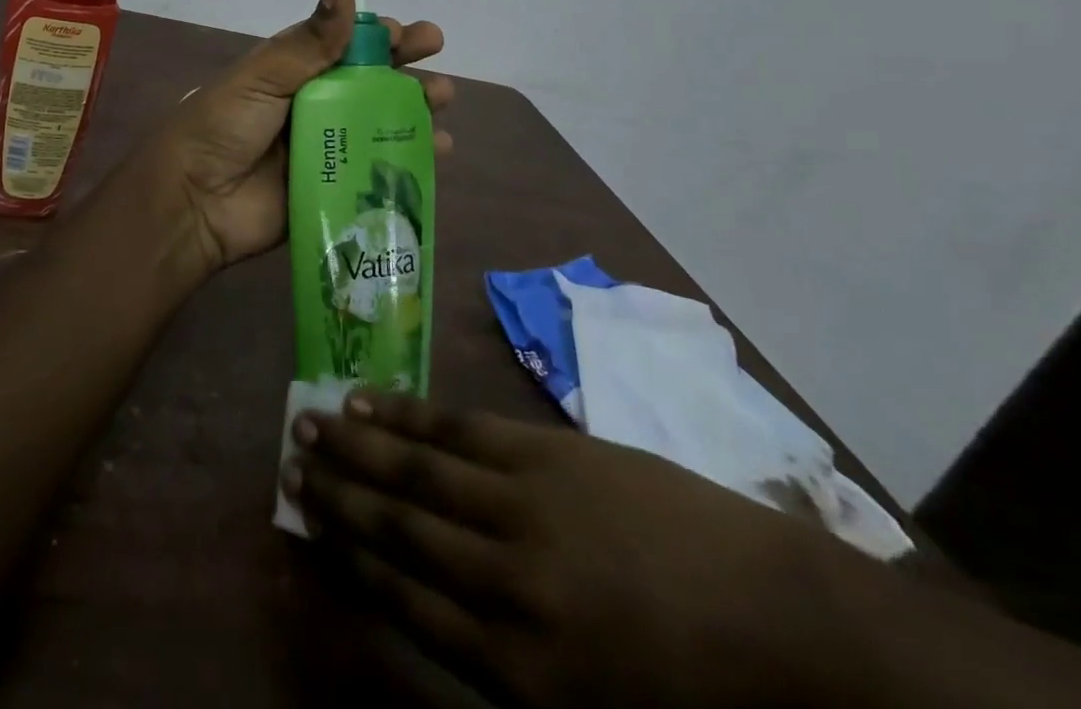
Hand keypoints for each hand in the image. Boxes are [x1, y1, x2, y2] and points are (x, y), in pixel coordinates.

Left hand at [126, 0, 452, 273]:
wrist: (193, 200)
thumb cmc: (224, 126)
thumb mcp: (264, 74)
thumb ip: (311, 38)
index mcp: (293, 72)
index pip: (345, 46)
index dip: (380, 37)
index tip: (413, 34)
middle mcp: (313, 106)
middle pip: (370, 84)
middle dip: (406, 72)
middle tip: (438, 66)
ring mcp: (325, 149)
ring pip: (380, 124)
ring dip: (414, 112)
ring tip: (442, 103)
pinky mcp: (332, 189)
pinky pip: (377, 171)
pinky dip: (410, 160)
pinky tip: (438, 152)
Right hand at [285, 392, 880, 708]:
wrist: (791, 627)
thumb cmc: (692, 689)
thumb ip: (504, 662)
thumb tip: (426, 606)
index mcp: (518, 672)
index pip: (404, 601)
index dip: (347, 558)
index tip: (305, 523)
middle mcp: (504, 587)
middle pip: (398, 529)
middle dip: (337, 495)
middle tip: (289, 461)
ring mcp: (522, 509)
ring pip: (416, 471)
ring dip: (356, 447)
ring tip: (310, 422)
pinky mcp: (544, 455)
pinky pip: (457, 429)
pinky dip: (407, 415)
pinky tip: (370, 402)